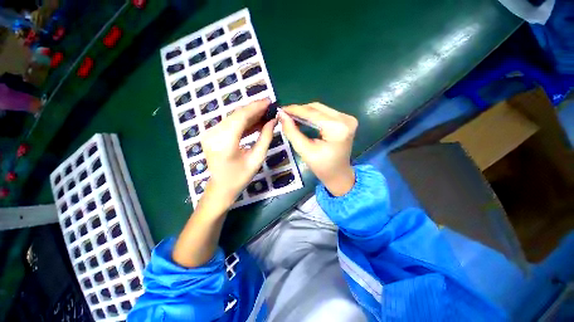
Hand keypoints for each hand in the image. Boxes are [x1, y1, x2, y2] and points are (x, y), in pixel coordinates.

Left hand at [200, 99, 276, 211]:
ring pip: (233, 117)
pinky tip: (255, 122)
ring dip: (250, 115)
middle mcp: (213, 134)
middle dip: (254, 109)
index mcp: (224, 142)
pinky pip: (230, 123)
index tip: (269, 101)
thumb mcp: (257, 158)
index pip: (241, 117)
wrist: (221, 188)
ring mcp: (210, 133)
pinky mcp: (212, 134)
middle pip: (236, 115)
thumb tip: (273, 121)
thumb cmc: (240, 177)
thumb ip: (265, 137)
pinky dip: (243, 122)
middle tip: (270, 107)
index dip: (256, 107)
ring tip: (265, 114)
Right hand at [278, 103, 357, 195]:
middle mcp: (345, 119)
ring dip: (305, 112)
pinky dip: (313, 115)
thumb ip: (292, 132)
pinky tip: (303, 119)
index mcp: (337, 129)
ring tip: (292, 117)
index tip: (281, 110)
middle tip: (285, 115)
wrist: (339, 174)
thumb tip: (281, 115)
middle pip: (317, 108)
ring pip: (320, 109)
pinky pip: (325, 113)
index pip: (312, 113)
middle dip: (299, 110)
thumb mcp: (305, 151)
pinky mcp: (346, 120)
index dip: (295, 110)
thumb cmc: (322, 167)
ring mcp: (347, 118)